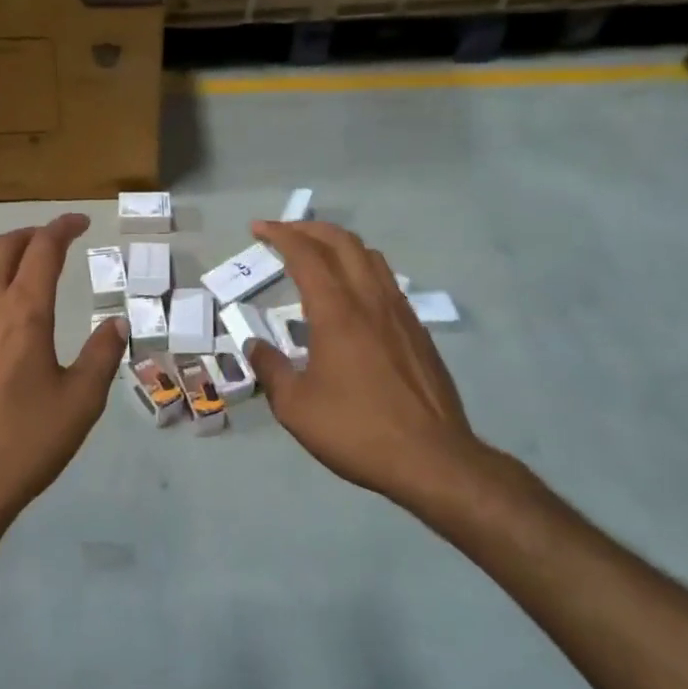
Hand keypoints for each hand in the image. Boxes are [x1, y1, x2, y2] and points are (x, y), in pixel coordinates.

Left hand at [0, 213, 127, 537]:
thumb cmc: (23, 445)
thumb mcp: (79, 404)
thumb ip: (101, 356)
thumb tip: (116, 323)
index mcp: (22, 313)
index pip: (43, 249)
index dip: (62, 228)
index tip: (77, 222)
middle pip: (0, 249)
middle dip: (27, 235)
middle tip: (47, 241)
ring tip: (17, 292)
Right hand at [246, 221, 504, 527]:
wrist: (432, 459)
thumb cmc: (355, 430)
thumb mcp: (295, 407)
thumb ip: (271, 368)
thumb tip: (255, 346)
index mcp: (337, 312)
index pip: (306, 255)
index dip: (280, 235)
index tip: (259, 228)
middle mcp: (371, 301)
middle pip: (343, 243)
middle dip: (310, 229)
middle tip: (284, 232)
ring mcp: (400, 314)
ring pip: (371, 257)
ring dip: (340, 245)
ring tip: (318, 254)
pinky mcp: (418, 332)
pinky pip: (387, 282)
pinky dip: (362, 270)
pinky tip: (353, 296)